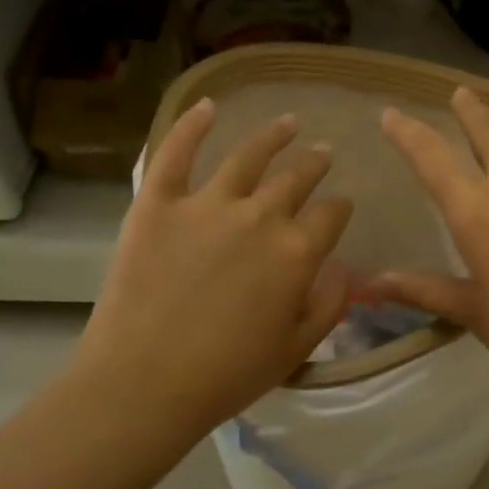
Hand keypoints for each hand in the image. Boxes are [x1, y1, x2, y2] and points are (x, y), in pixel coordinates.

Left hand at [74, 100, 352, 444]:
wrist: (145, 382)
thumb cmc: (227, 375)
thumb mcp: (296, 349)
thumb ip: (328, 304)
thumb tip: (343, 267)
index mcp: (296, 252)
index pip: (331, 216)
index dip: (339, 209)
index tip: (340, 207)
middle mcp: (259, 217)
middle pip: (296, 179)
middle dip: (314, 165)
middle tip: (322, 154)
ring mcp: (206, 204)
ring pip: (248, 156)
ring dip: (273, 135)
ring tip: (288, 123)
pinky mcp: (158, 203)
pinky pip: (175, 152)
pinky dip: (191, 125)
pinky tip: (208, 106)